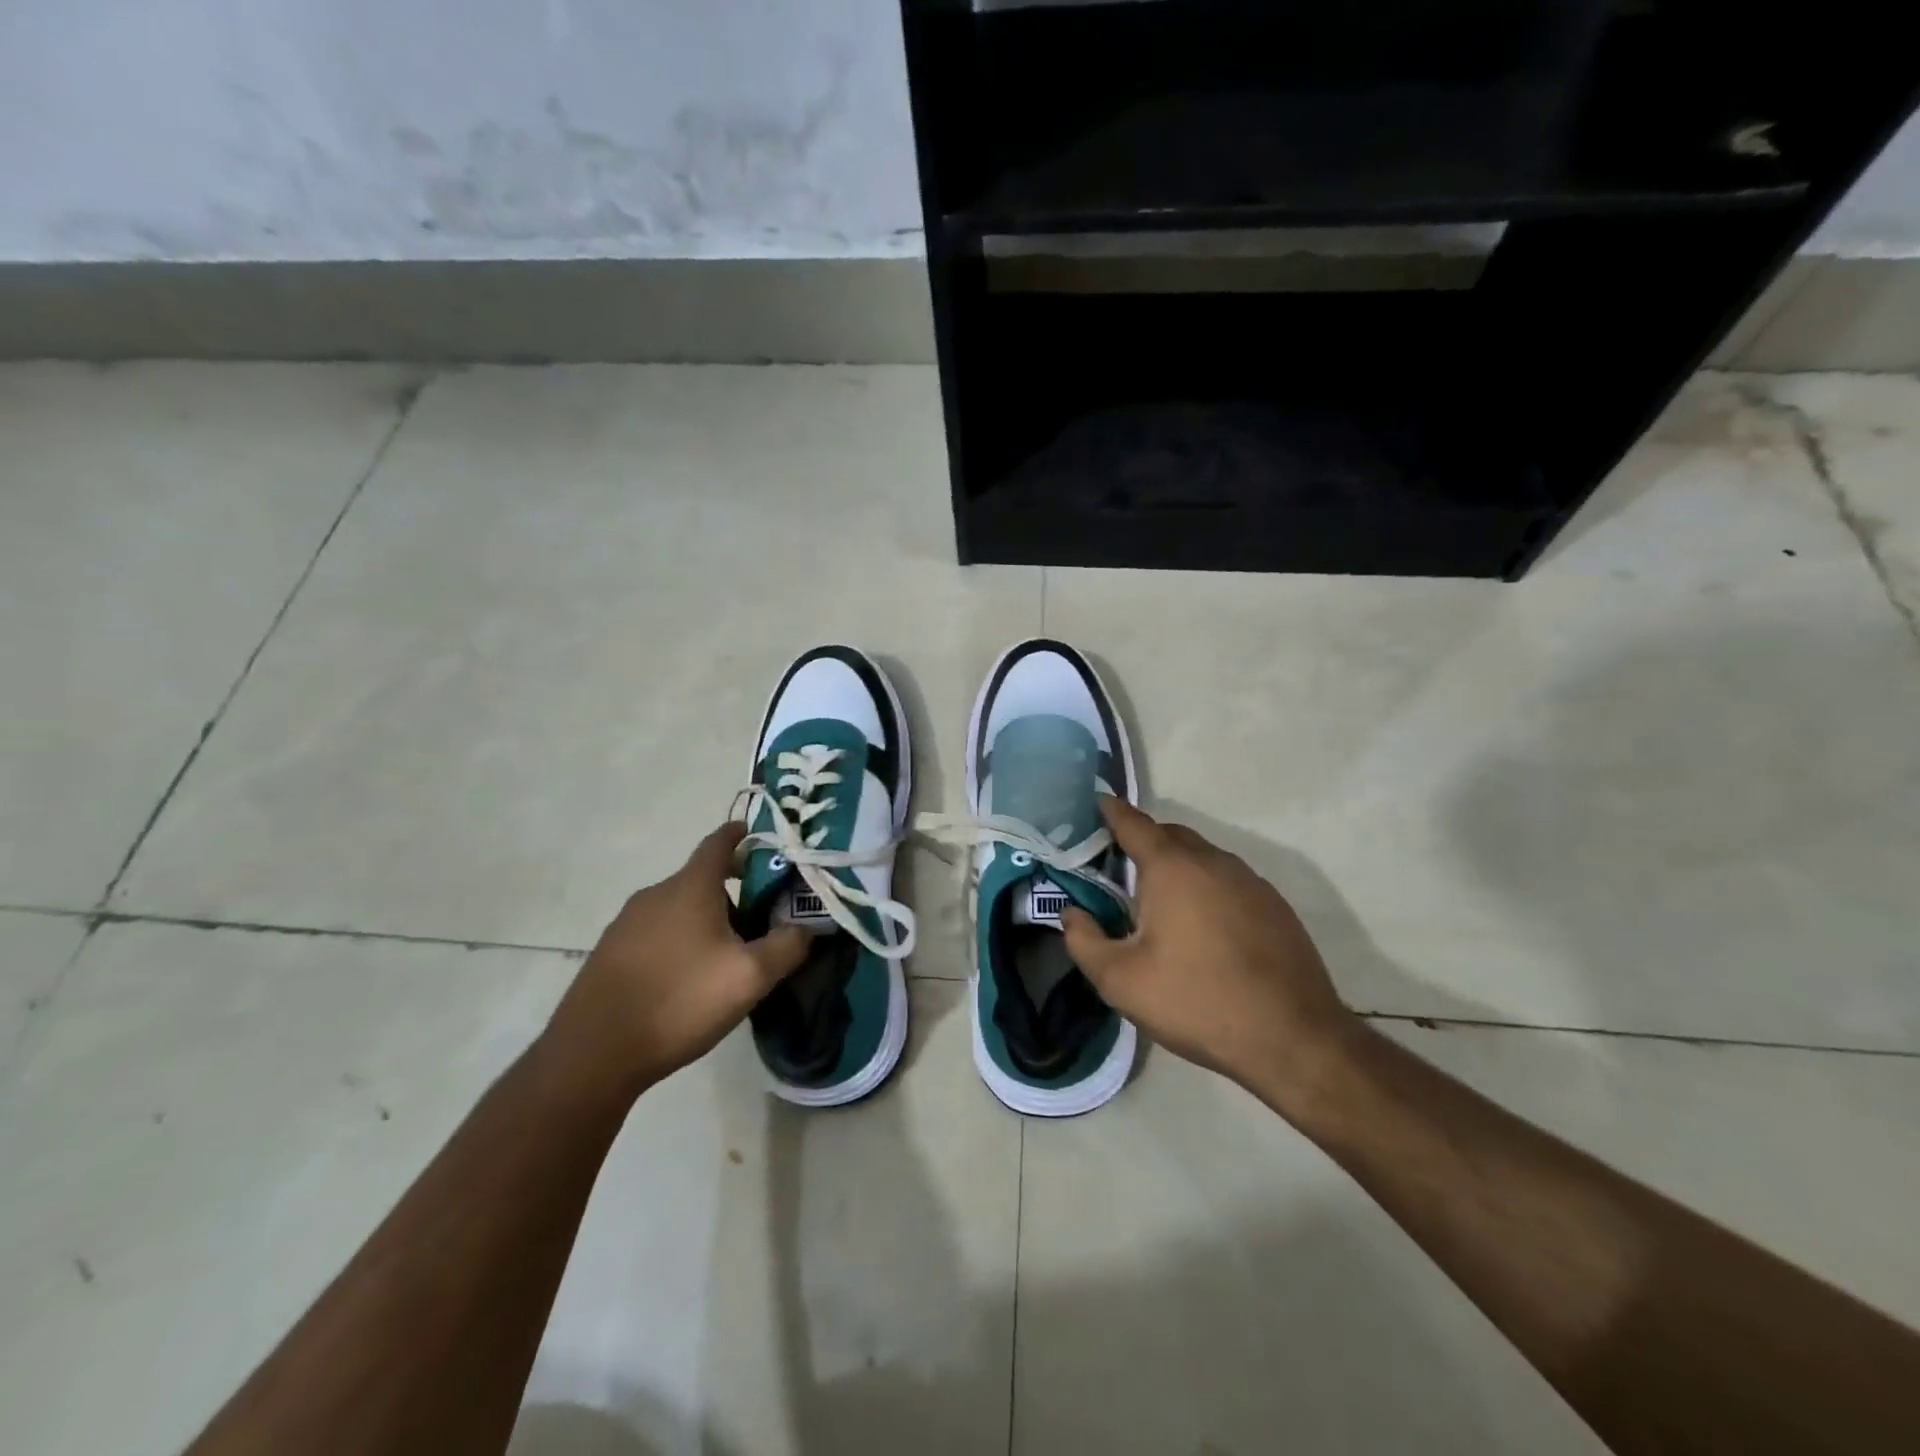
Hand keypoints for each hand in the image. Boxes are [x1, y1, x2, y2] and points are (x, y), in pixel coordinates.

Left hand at [544, 823, 810, 1098]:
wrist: (593, 1053)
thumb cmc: (680, 1000)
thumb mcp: (750, 976)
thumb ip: (787, 945)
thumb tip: (808, 926)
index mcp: (690, 886)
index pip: (720, 842)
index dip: (744, 835)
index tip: (766, 840)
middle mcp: (656, 894)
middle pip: (703, 879)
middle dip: (736, 892)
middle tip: (764, 919)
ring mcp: (627, 924)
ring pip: (680, 909)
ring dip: (708, 920)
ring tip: (730, 957)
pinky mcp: (610, 953)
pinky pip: (657, 933)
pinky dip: (681, 941)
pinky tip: (690, 980)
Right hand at [1061, 798, 1365, 1114]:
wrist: (1293, 1040)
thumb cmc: (1197, 1002)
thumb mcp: (1120, 981)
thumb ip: (1084, 941)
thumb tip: (1072, 913)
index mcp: (1172, 868)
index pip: (1133, 823)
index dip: (1111, 812)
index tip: (1096, 804)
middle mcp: (1213, 862)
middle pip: (1170, 835)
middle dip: (1142, 841)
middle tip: (1118, 869)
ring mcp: (1251, 882)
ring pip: (1203, 858)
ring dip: (1177, 866)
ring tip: (1159, 904)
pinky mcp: (1275, 907)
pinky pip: (1228, 882)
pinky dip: (1206, 888)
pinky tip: (1203, 929)